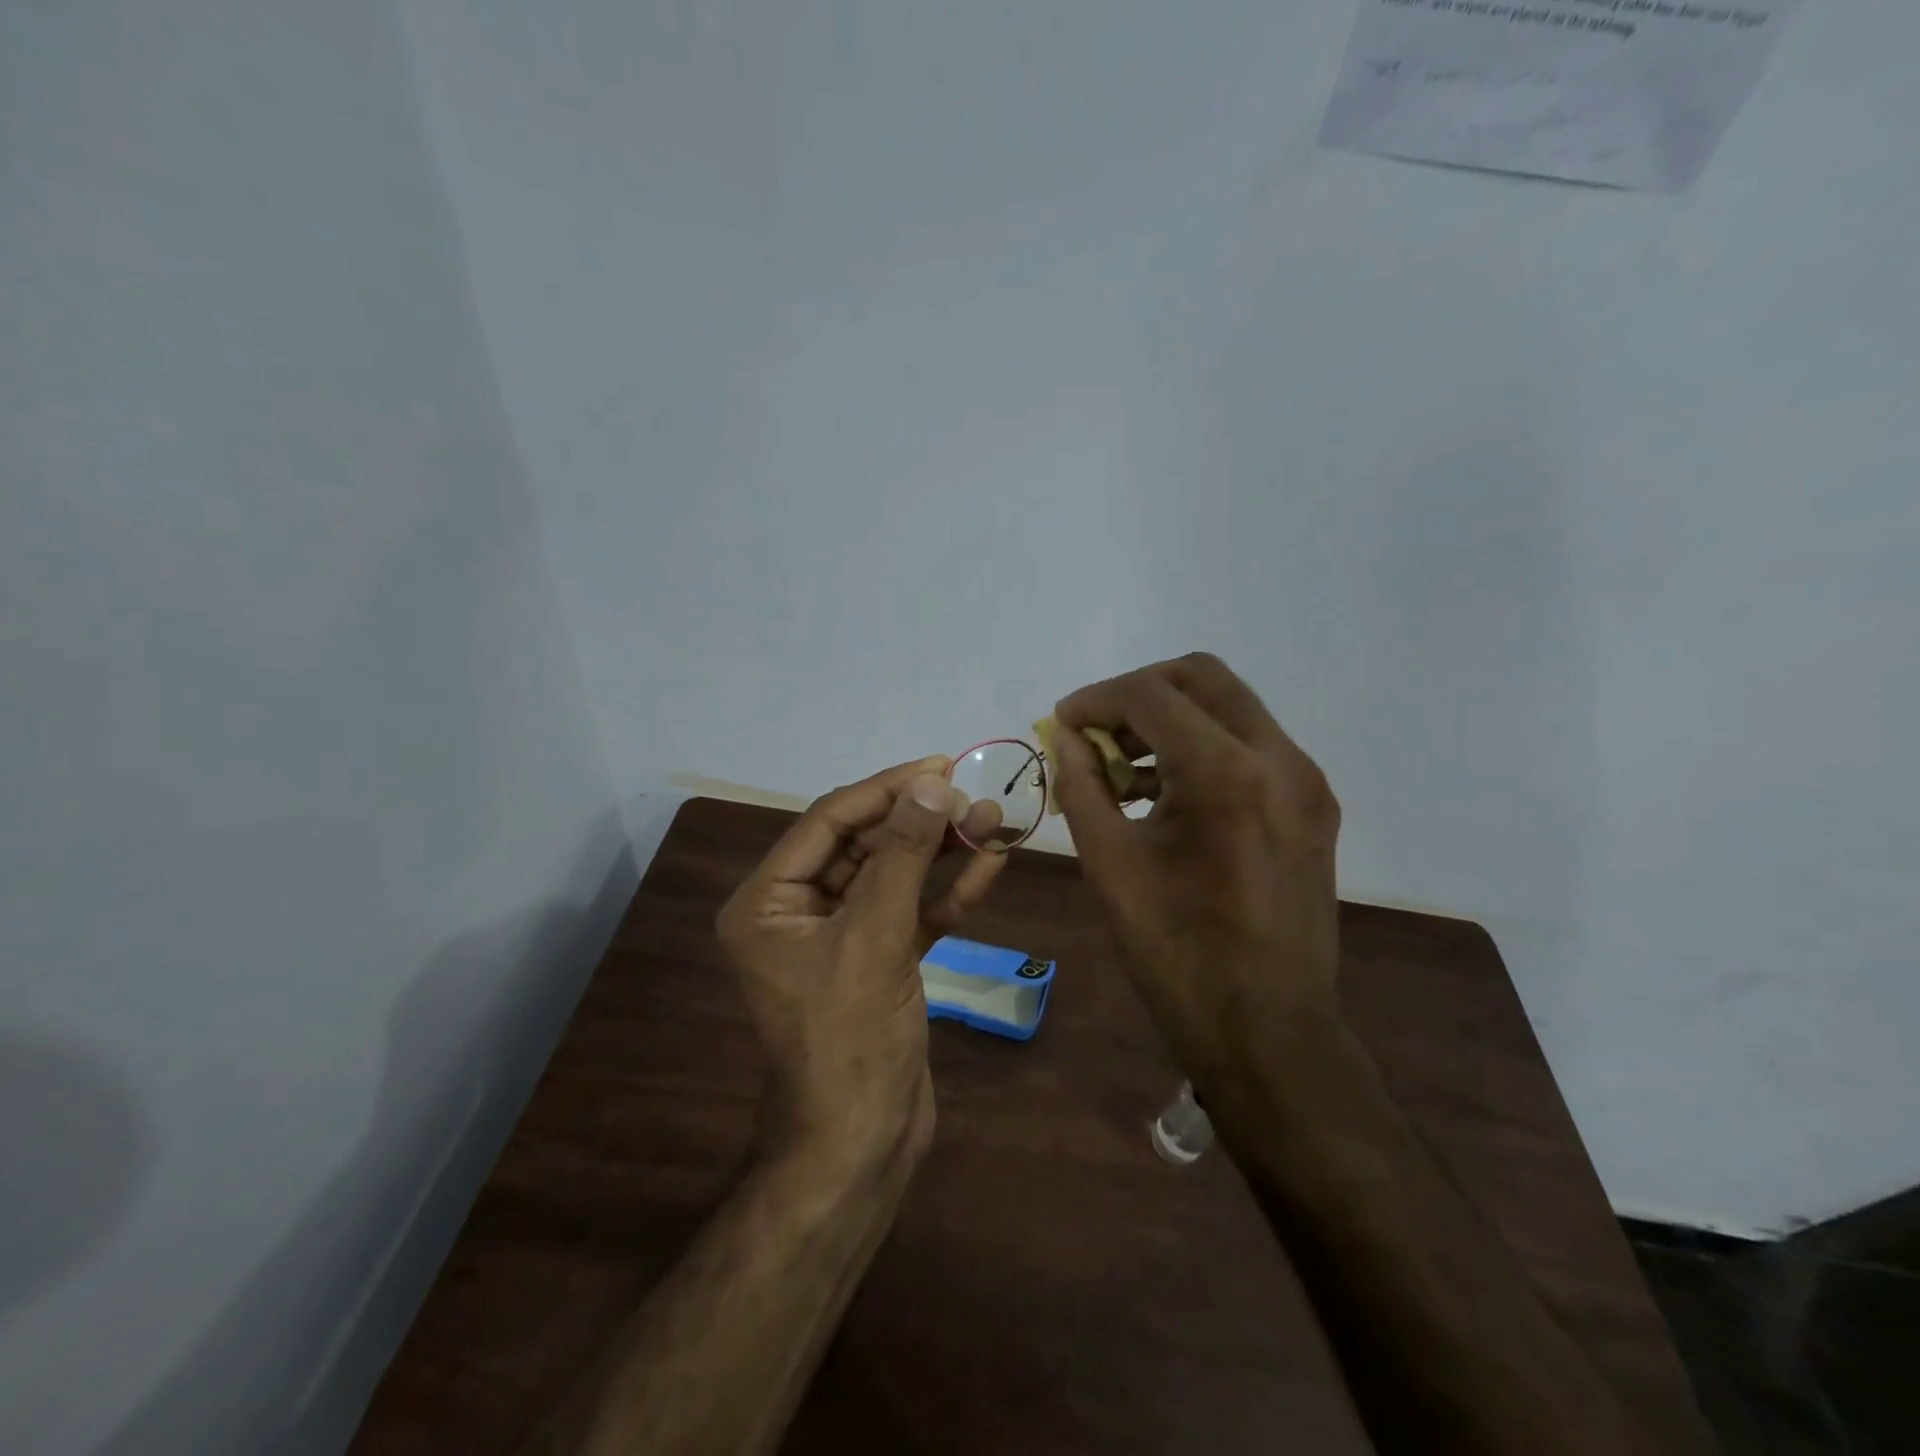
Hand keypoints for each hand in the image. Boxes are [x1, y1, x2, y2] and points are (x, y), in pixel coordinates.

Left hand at [716, 758, 1007, 1169]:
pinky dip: (947, 892)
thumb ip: (903, 855)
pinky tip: (989, 867)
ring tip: (993, 821)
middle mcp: (798, 911)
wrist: (863, 1146)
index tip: (940, 766)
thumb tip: (930, 783)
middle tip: (974, 798)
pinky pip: (912, 912)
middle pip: (864, 845)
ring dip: (941, 851)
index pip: (829, 821)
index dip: (885, 789)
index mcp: (768, 901)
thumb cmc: (851, 1038)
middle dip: (920, 821)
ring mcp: (841, 937)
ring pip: (894, 876)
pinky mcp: (879, 960)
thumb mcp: (875, 937)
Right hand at [1049, 653, 1341, 1081]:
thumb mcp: (1110, 864)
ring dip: (1172, 718)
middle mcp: (1279, 758)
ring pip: (1230, 707)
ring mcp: (1305, 781)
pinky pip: (1251, 746)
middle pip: (1202, 677)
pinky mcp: (1313, 805)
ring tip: (1123, 764)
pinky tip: (1165, 791)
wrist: (1266, 1029)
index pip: (1151, 695)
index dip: (1096, 699)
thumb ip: (1082, 786)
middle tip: (1096, 729)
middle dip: (1139, 692)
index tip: (1062, 722)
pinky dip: (1203, 748)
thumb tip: (1064, 738)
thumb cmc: (1176, 953)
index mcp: (1225, 773)